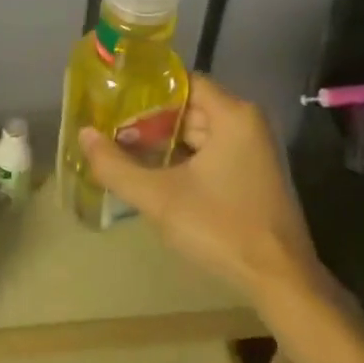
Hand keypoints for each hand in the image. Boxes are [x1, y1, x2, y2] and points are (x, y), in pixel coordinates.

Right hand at [81, 74, 321, 299]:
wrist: (280, 280)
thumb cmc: (221, 228)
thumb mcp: (160, 198)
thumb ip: (117, 166)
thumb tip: (83, 134)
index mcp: (232, 114)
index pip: (183, 82)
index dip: (147, 91)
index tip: (115, 101)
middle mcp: (247, 123)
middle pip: (190, 107)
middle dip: (151, 120)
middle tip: (112, 130)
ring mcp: (254, 150)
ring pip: (200, 132)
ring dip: (166, 143)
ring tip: (125, 152)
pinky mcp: (254, 174)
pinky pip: (213, 152)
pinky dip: (185, 159)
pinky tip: (156, 175)